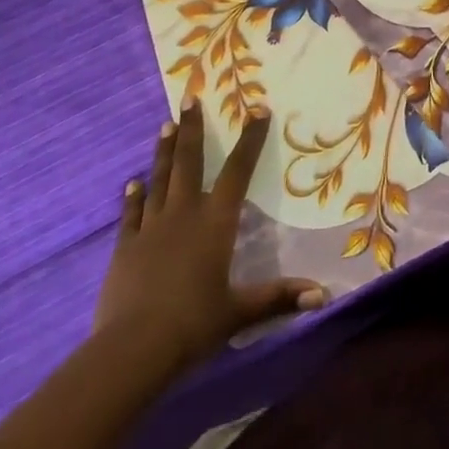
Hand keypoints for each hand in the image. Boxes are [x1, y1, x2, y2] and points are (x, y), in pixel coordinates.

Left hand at [94, 102, 325, 385]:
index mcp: (216, 222)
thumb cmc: (194, 324)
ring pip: (160, 179)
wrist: (132, 349)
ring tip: (165, 126)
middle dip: (192, 129)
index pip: (238, 171)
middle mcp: (184, 214)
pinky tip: (132, 182)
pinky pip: (131, 213)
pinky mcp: (125, 247)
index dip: (250, 140)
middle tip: (190, 99)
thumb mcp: (241, 312)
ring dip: (164, 152)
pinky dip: (133, 196)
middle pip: (189, 163)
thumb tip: (323, 296)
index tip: (257, 110)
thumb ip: (280, 297)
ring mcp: (151, 228)